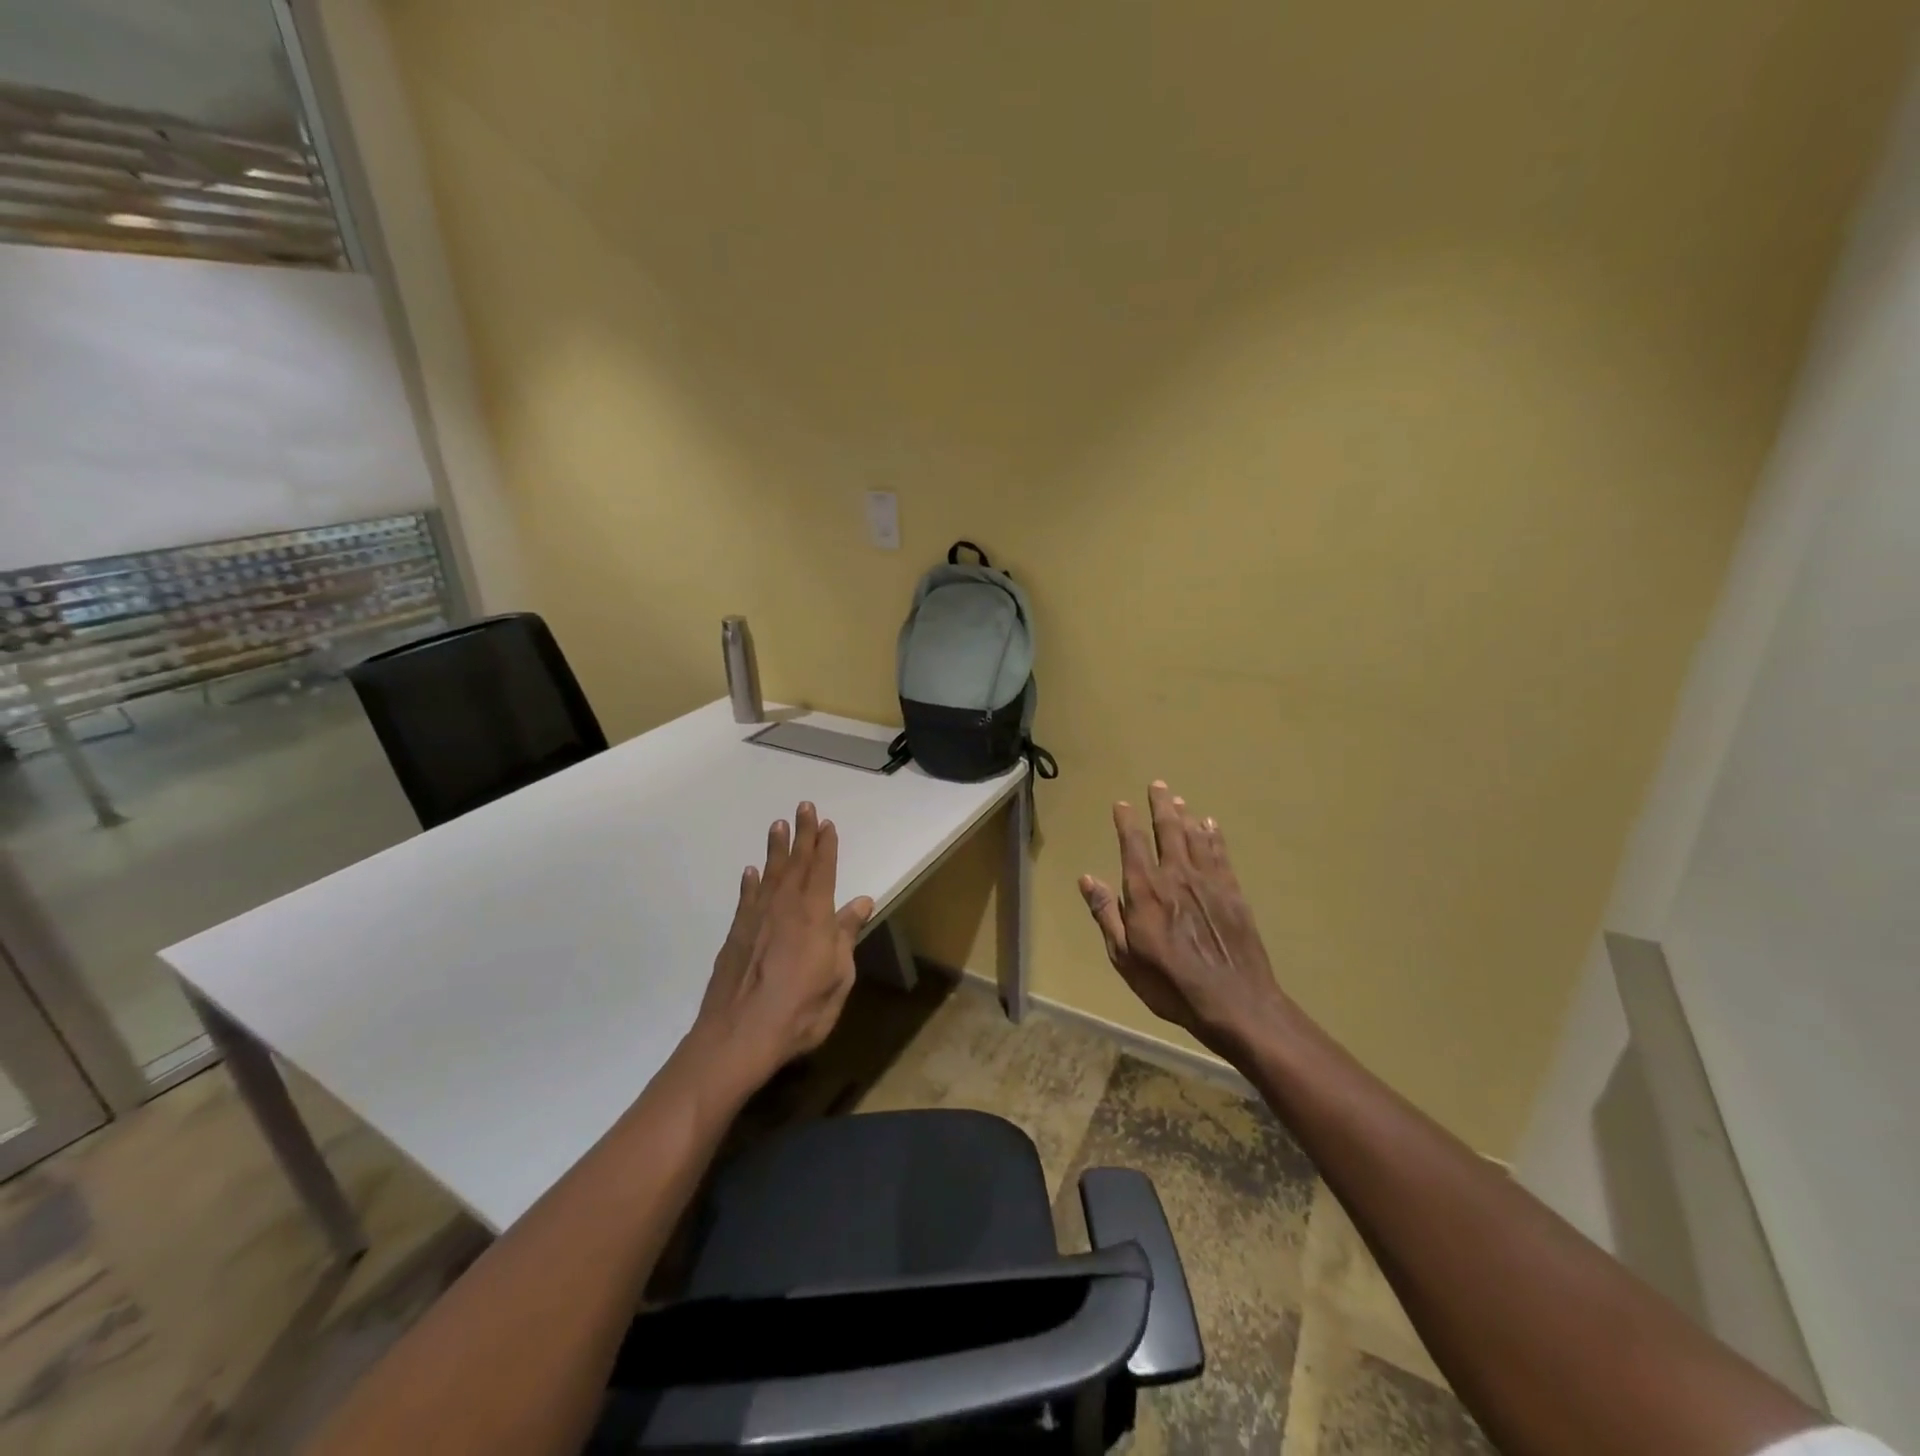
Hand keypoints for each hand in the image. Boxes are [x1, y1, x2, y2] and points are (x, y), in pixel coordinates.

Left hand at [696, 801, 874, 1085]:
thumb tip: (862, 902)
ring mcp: (757, 919)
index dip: (826, 846)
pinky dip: (750, 882)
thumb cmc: (801, 1011)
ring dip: (776, 849)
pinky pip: (746, 898)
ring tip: (777, 825)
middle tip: (803, 806)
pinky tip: (751, 871)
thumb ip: (847, 936)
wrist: (739, 1036)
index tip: (827, 823)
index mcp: (815, 915)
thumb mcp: (838, 977)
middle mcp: (785, 908)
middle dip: (802, 834)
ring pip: (770, 874)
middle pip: (796, 863)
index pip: (823, 871)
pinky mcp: (736, 935)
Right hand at [1079, 781, 1283, 1058]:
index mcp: (1146, 891)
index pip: (1133, 844)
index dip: (1126, 821)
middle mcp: (1176, 876)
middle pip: (1167, 830)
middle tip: (1158, 785)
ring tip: (1179, 800)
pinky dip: (1214, 837)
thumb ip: (1106, 913)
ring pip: (1195, 837)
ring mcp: (1208, 882)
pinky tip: (1211, 826)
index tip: (1122, 804)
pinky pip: (1220, 855)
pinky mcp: (1233, 893)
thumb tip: (1087, 878)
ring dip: (1185, 816)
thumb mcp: (1124, 956)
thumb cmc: (1169, 983)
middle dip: (1160, 805)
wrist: (1233, 1001)